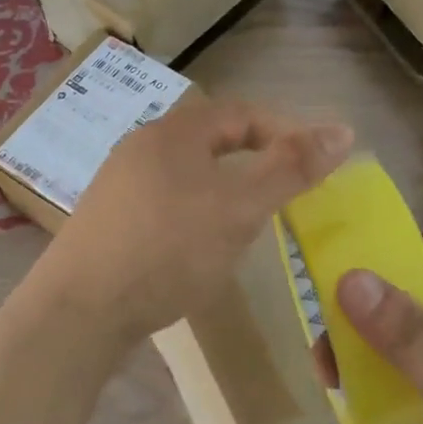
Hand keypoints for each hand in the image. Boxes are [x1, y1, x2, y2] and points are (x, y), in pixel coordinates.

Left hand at [42, 98, 353, 340]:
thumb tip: (342, 129)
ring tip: (247, 226)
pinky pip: (164, 204)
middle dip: (254, 163)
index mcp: (175, 131)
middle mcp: (142, 147)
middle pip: (213, 142)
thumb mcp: (239, 207)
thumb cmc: (168, 248)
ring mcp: (118, 184)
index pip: (242, 113)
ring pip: (188, 175)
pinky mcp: (108, 221)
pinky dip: (194, 216)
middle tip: (284, 196)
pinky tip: (197, 251)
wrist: (80, 309)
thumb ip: (291, 168)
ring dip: (224, 192)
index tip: (316, 164)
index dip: (286, 132)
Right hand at [336, 250, 422, 423]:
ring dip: (378, 358)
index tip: (328, 282)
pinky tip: (369, 407)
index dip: (383, 266)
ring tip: (334, 380)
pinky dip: (398, 389)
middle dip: (369, 321)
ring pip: (422, 350)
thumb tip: (349, 276)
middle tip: (322, 349)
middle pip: (421, 309)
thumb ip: (406, 332)